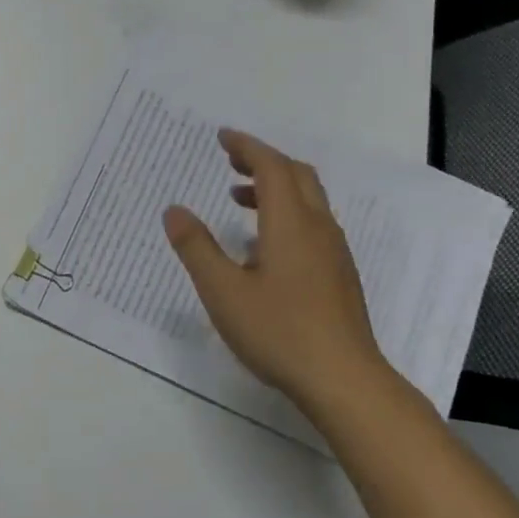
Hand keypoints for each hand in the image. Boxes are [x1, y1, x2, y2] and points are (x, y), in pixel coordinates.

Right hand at [163, 129, 389, 426]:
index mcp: (291, 223)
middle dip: (263, 161)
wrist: (344, 379)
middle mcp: (318, 228)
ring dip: (275, 188)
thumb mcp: (223, 292)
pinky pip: (313, 225)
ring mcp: (334, 252)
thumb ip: (197, 248)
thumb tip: (174, 210)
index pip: (271, 167)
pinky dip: (287, 214)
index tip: (222, 137)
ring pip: (308, 201)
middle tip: (231, 161)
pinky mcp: (339, 274)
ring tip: (239, 200)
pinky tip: (264, 247)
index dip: (246, 147)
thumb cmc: (279, 333)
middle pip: (296, 175)